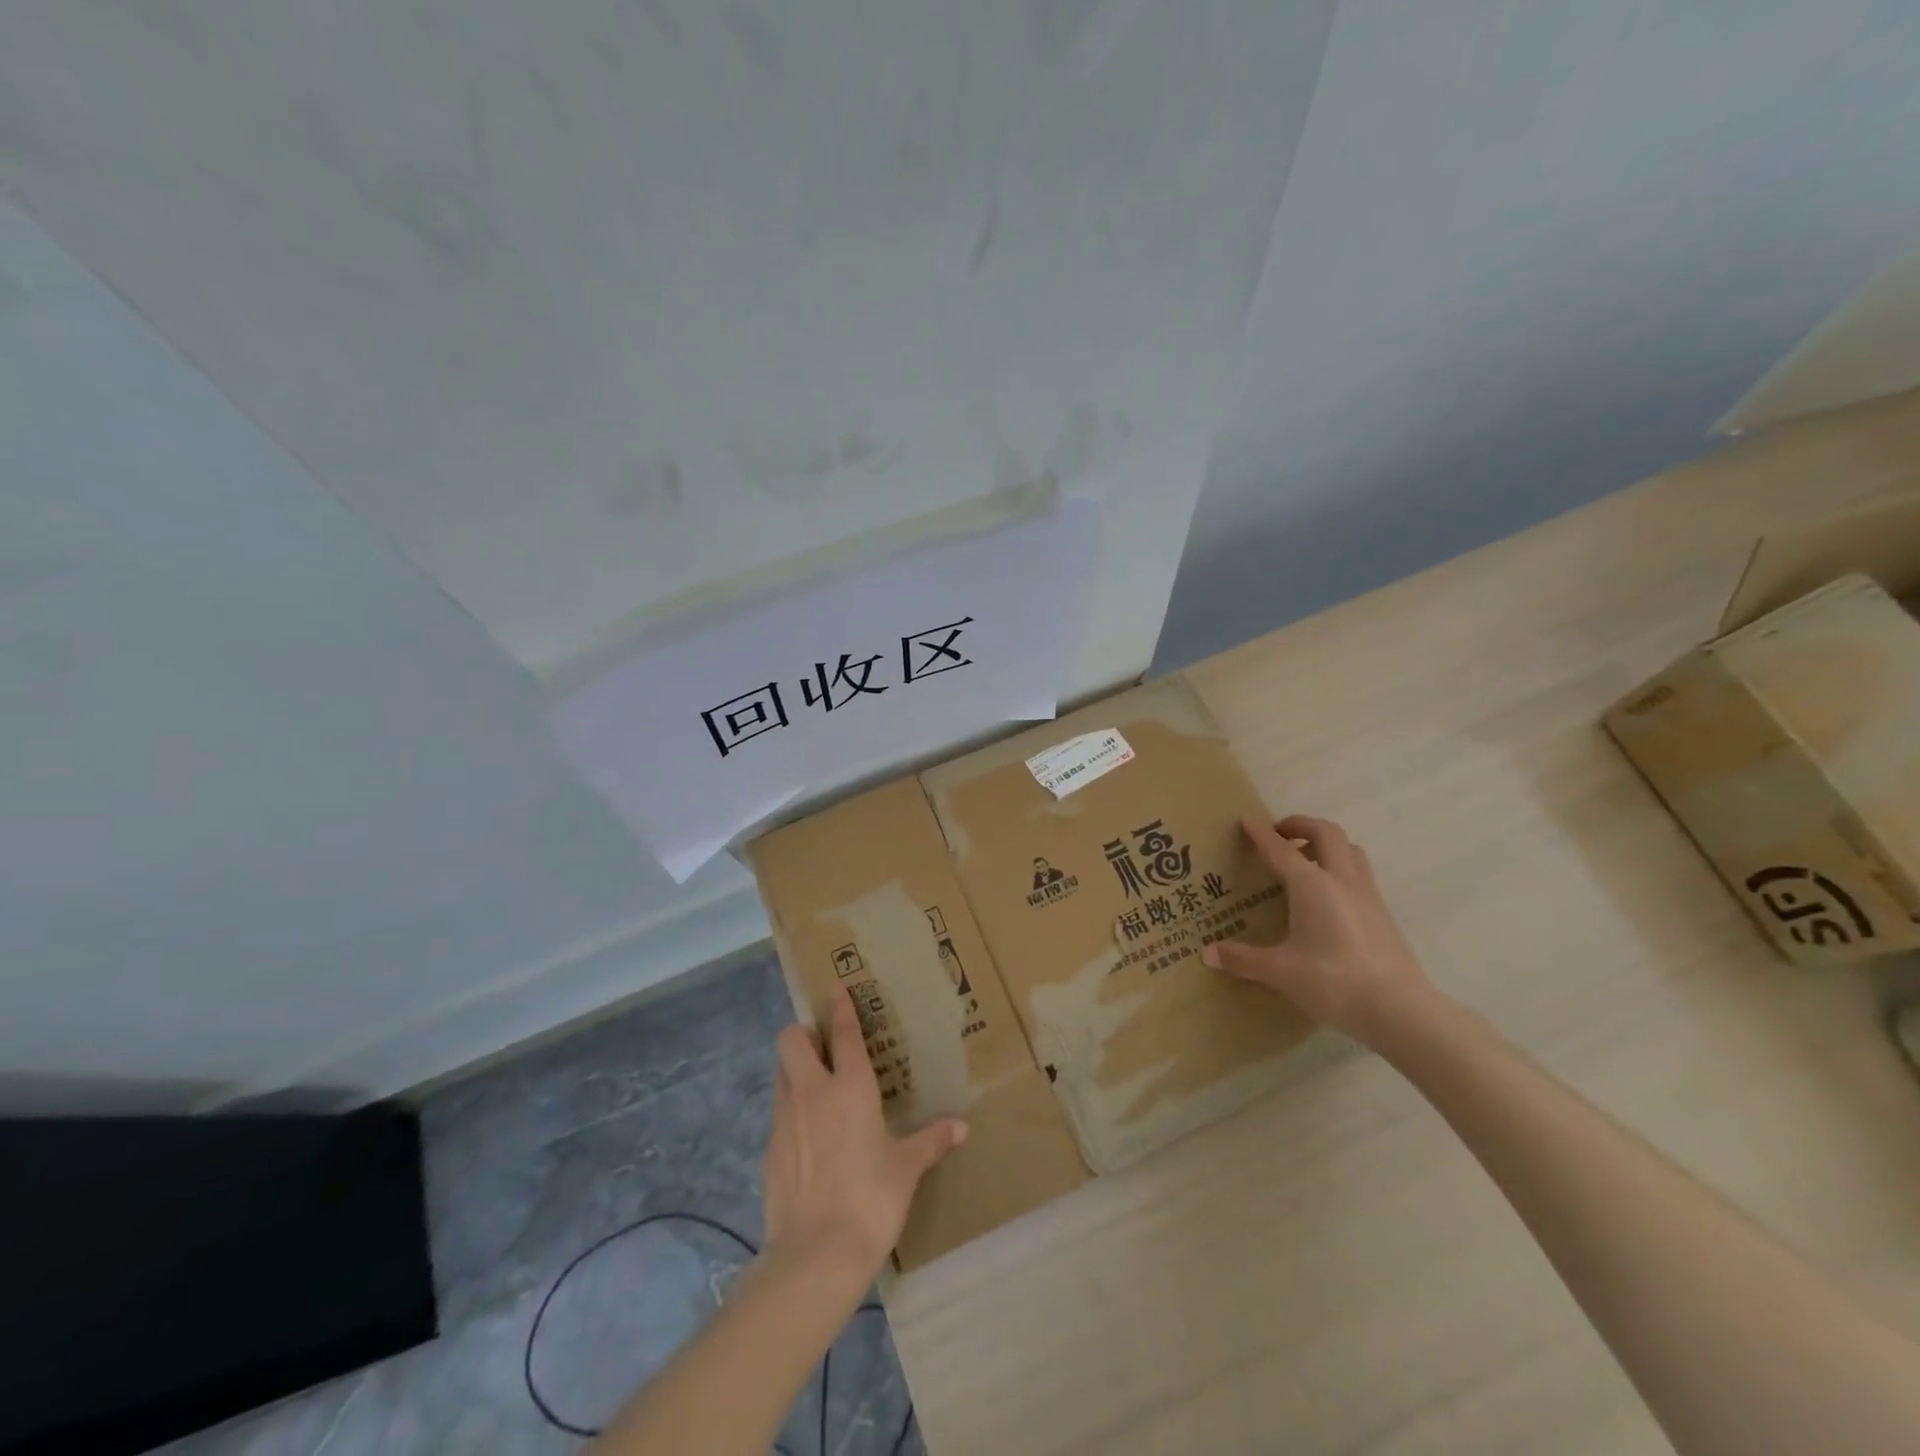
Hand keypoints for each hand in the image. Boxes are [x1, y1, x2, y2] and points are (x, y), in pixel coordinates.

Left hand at [762, 991, 966, 1281]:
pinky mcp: (769, 1150)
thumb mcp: (907, 1169)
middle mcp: (812, 1092)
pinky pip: (778, 1114)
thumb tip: (961, 1127)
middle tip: (822, 1047)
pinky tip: (808, 1139)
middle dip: (803, 1034)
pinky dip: (791, 1113)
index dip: (840, 1008)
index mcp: (850, 1088)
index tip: (836, 990)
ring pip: (780, 1073)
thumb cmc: (870, 1199)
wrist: (815, 1255)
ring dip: (794, 1070)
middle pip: (792, 1040)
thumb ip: (931, 1141)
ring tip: (815, 1088)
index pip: (843, 1034)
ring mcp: (785, 1120)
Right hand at [1201, 815, 1435, 1045]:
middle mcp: (1341, 880)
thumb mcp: (1281, 972)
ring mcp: (1367, 895)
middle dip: (1301, 825)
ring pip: (1350, 850)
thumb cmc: (1334, 982)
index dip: (1261, 833)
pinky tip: (1327, 896)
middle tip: (1279, 834)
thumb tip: (1208, 954)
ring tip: (1305, 859)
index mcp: (1312, 885)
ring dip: (1326, 844)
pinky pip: (1359, 873)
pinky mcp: (1382, 914)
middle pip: (1326, 833)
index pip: (1280, 849)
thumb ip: (1243, 959)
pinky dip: (1340, 868)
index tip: (1246, 821)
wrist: (1400, 1010)